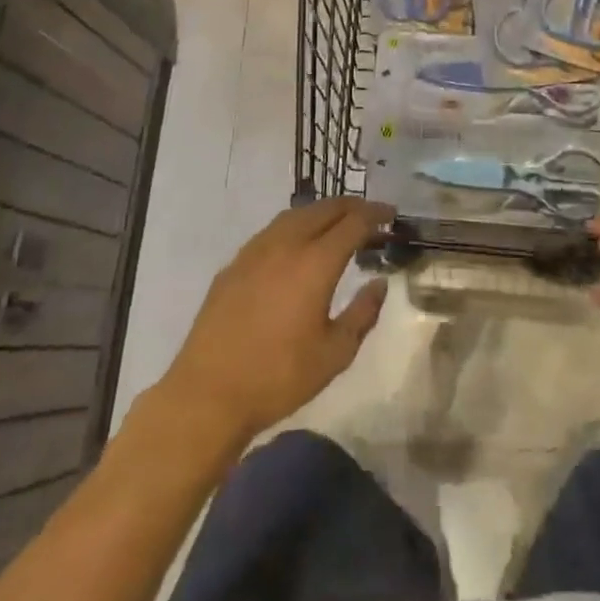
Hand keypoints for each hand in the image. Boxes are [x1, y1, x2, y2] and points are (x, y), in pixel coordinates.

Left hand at [161, 198, 391, 447]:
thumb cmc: (278, 377)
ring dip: (322, 212)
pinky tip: (297, 245)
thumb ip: (363, 313)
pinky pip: (273, 230)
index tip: (391, 214)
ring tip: (337, 224)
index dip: (376, 213)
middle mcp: (286, 244)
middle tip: (370, 215)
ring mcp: (256, 250)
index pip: (353, 222)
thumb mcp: (335, 354)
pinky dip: (295, 226)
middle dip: (352, 206)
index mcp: (315, 262)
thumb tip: (379, 284)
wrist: (208, 394)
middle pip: (325, 209)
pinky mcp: (235, 263)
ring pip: (296, 214)